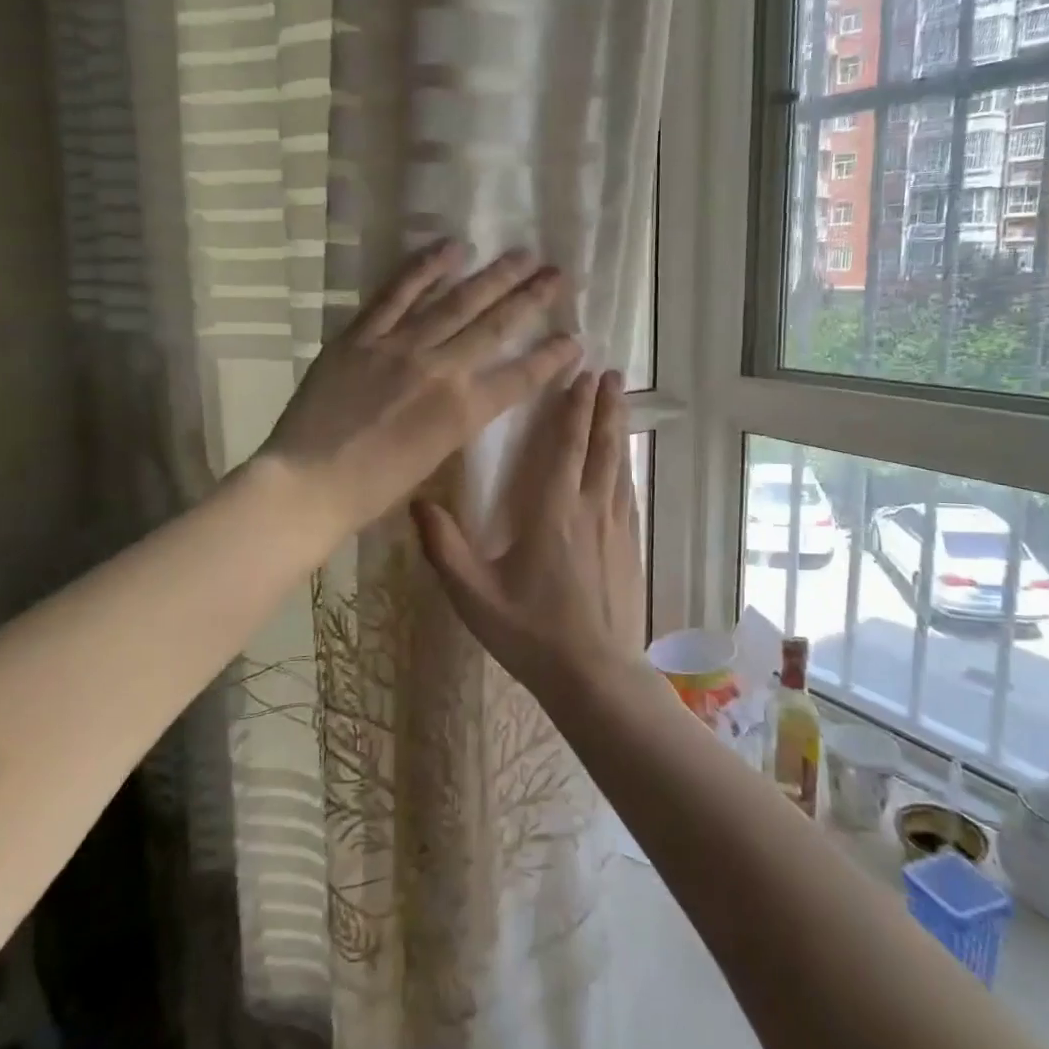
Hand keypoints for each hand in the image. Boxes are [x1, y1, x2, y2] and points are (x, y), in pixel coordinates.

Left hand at [257, 243, 580, 539]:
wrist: (310, 482)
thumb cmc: (375, 488)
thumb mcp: (434, 458)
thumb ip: (458, 417)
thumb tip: (471, 388)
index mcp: (463, 410)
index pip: (521, 376)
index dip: (553, 356)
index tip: (576, 338)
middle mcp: (442, 369)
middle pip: (497, 326)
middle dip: (532, 299)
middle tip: (558, 274)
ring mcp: (401, 346)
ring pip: (457, 301)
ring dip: (493, 276)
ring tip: (522, 253)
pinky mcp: (363, 334)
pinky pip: (398, 293)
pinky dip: (424, 268)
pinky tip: (451, 248)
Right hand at [412, 370, 645, 699]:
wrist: (595, 675)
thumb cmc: (532, 633)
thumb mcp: (475, 595)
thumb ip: (444, 548)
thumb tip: (418, 502)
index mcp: (553, 512)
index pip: (567, 446)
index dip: (575, 408)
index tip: (583, 374)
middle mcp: (591, 509)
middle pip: (602, 446)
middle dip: (606, 406)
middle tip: (612, 373)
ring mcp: (617, 528)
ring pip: (620, 465)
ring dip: (619, 429)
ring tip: (621, 402)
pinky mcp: (631, 547)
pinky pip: (630, 493)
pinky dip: (627, 466)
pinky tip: (626, 463)